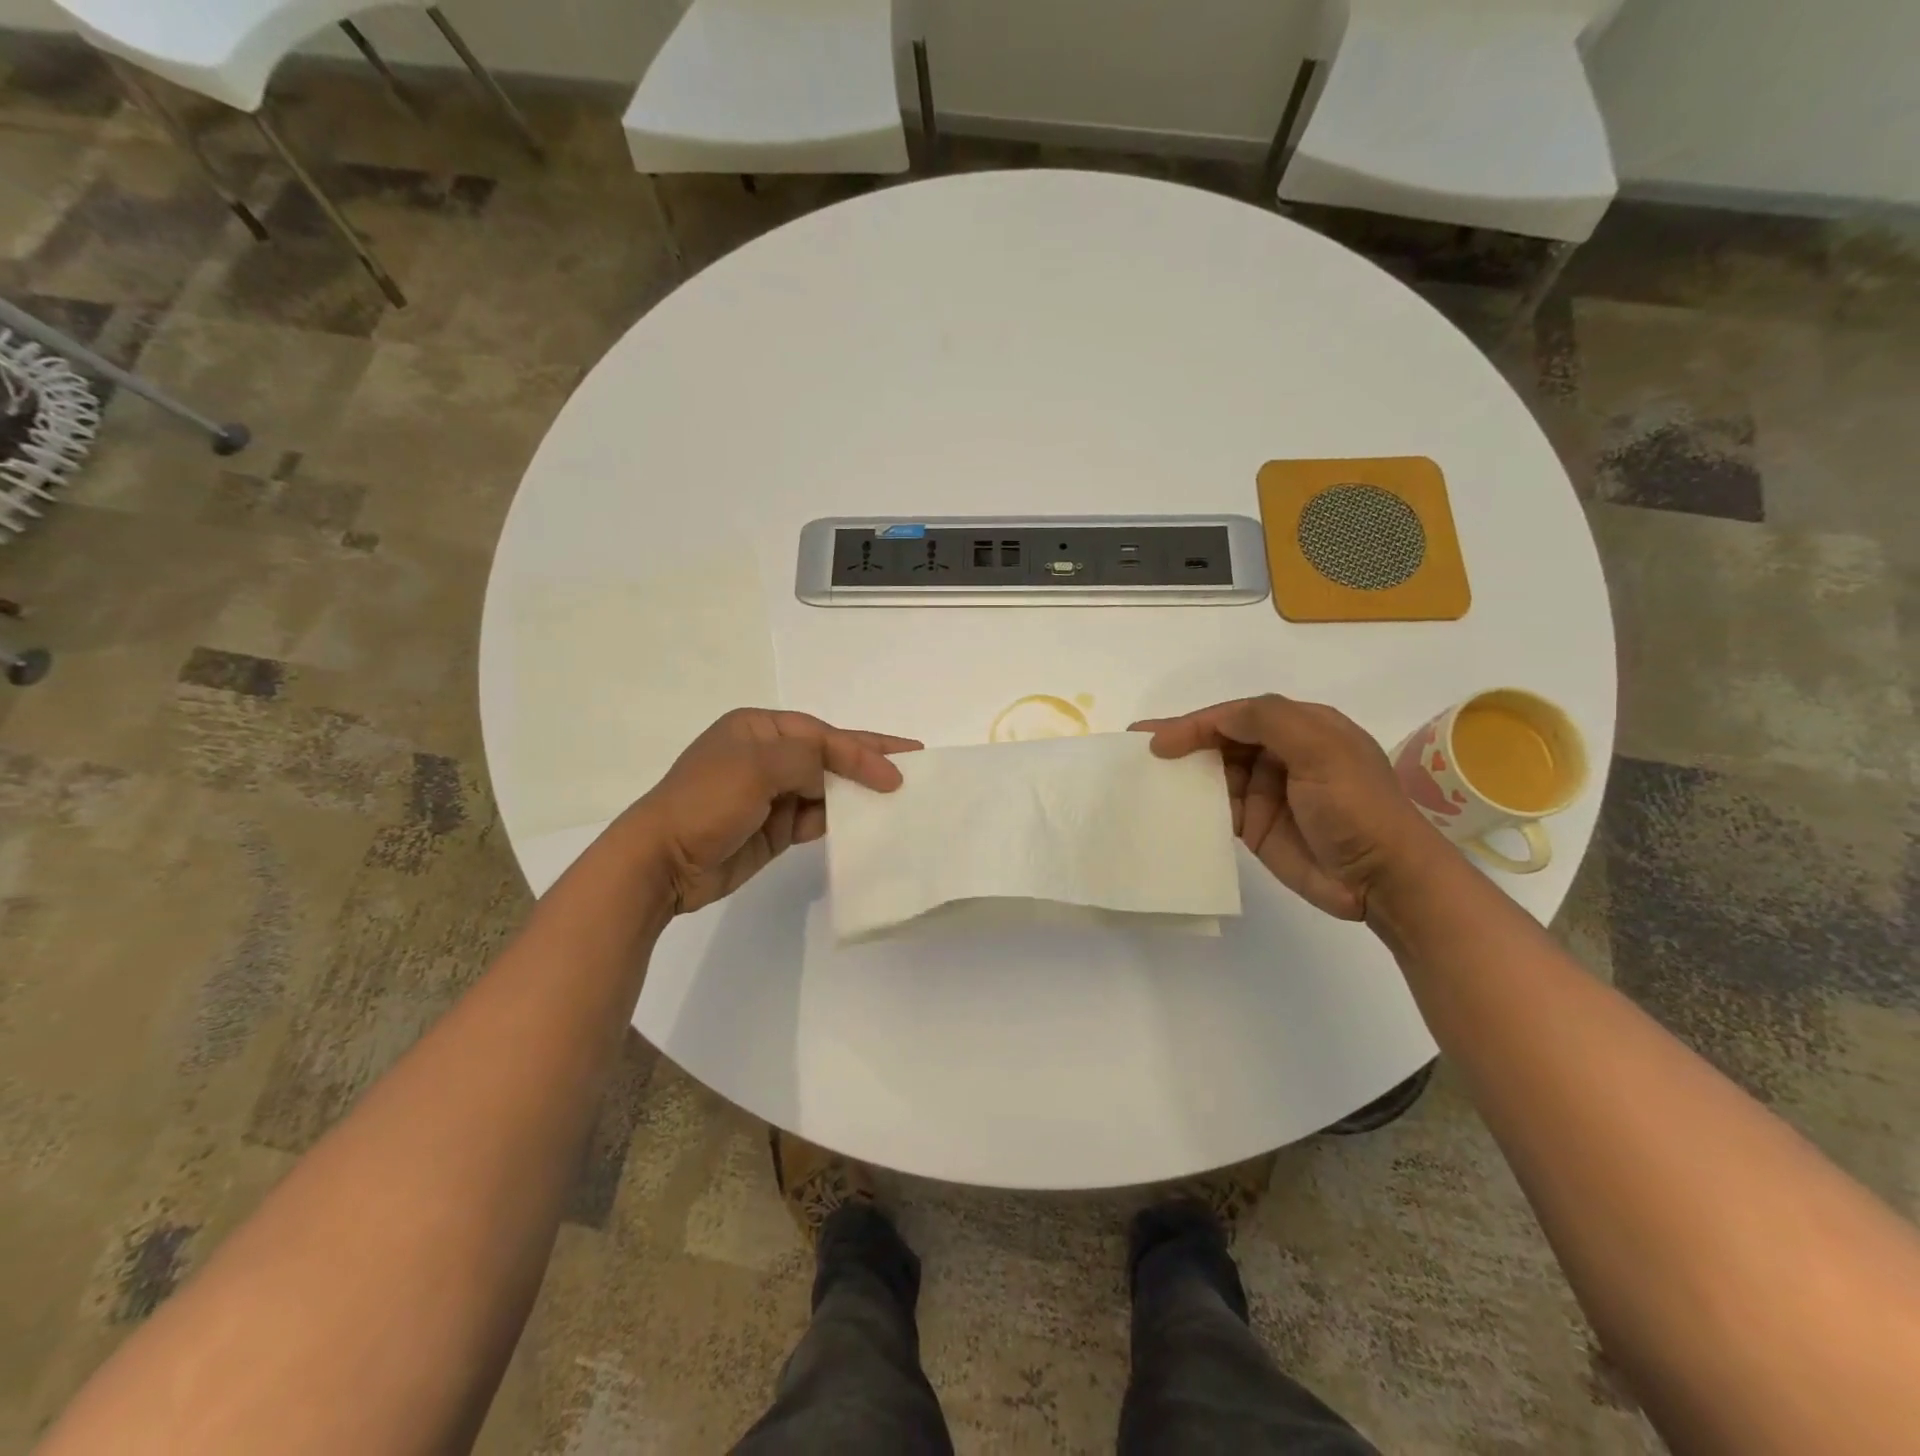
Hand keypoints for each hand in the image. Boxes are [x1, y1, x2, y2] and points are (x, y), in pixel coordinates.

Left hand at [621, 709, 920, 914]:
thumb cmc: (705, 802)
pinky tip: (868, 824)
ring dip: (859, 792)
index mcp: (759, 730)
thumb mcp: (756, 767)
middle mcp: (767, 757)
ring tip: (900, 797)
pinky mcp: (774, 828)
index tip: (896, 772)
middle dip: (869, 760)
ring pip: (827, 788)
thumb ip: (806, 760)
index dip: (863, 750)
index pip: (823, 735)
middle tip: (914, 762)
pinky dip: (841, 820)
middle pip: (829, 756)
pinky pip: (817, 819)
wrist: (663, 863)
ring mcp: (771, 794)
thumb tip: (838, 772)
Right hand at [1132, 695, 1437, 919]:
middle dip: (1181, 741)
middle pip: (1220, 739)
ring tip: (1142, 776)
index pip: (1237, 716)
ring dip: (1182, 771)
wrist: (1382, 879)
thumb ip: (1269, 721)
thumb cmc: (1356, 806)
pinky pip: (1215, 806)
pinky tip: (1165, 805)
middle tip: (1138, 749)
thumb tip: (1215, 720)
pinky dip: (1190, 803)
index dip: (1195, 723)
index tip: (1159, 741)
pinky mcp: (1255, 824)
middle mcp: (1280, 753)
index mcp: (1301, 727)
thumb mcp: (1321, 749)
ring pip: (1213, 771)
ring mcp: (1266, 790)